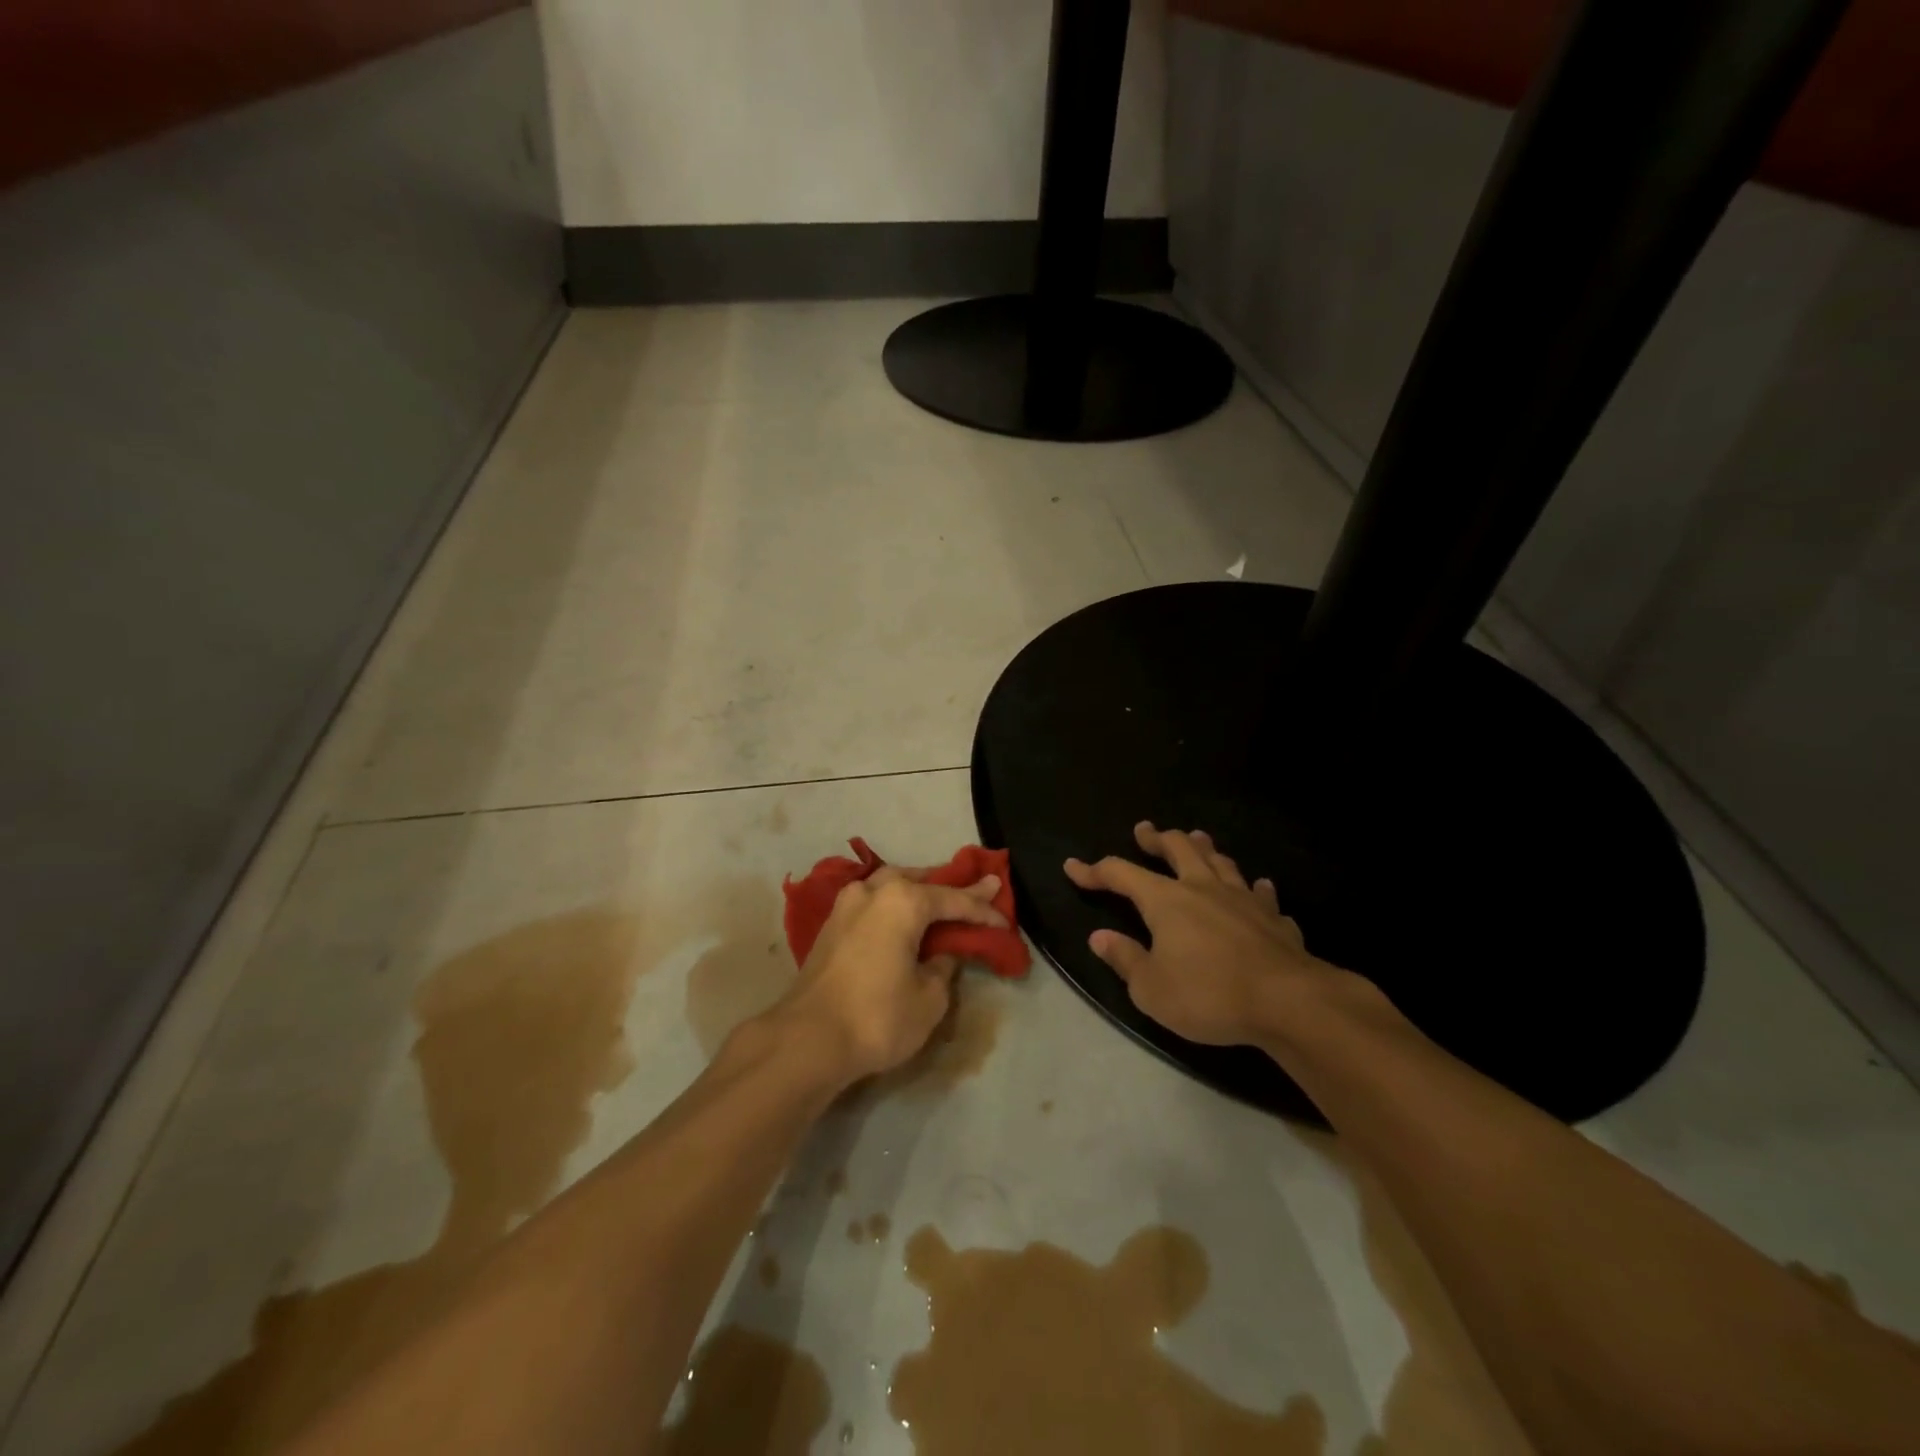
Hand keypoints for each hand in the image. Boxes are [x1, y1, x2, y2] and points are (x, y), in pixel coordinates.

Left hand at [771, 867, 1007, 1083]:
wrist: (807, 1040)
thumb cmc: (877, 1016)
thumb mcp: (929, 998)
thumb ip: (943, 968)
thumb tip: (940, 956)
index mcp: (904, 900)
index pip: (954, 900)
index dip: (983, 911)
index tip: (1005, 921)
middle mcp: (874, 891)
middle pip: (922, 881)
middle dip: (952, 888)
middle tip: (983, 888)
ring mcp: (847, 905)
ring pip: (892, 886)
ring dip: (918, 890)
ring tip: (942, 898)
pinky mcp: (831, 925)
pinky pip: (874, 903)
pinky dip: (895, 905)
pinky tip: (903, 915)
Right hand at [1064, 821, 1346, 1046]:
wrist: (1287, 1002)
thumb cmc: (1209, 995)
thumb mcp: (1151, 988)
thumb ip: (1124, 959)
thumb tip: (1099, 937)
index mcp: (1166, 900)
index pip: (1120, 873)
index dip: (1094, 870)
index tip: (1073, 867)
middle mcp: (1203, 888)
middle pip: (1178, 848)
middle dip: (1157, 838)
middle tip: (1145, 830)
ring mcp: (1243, 899)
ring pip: (1220, 861)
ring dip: (1204, 848)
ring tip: (1196, 839)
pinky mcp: (1274, 918)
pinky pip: (1261, 894)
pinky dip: (1253, 888)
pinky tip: (1257, 887)